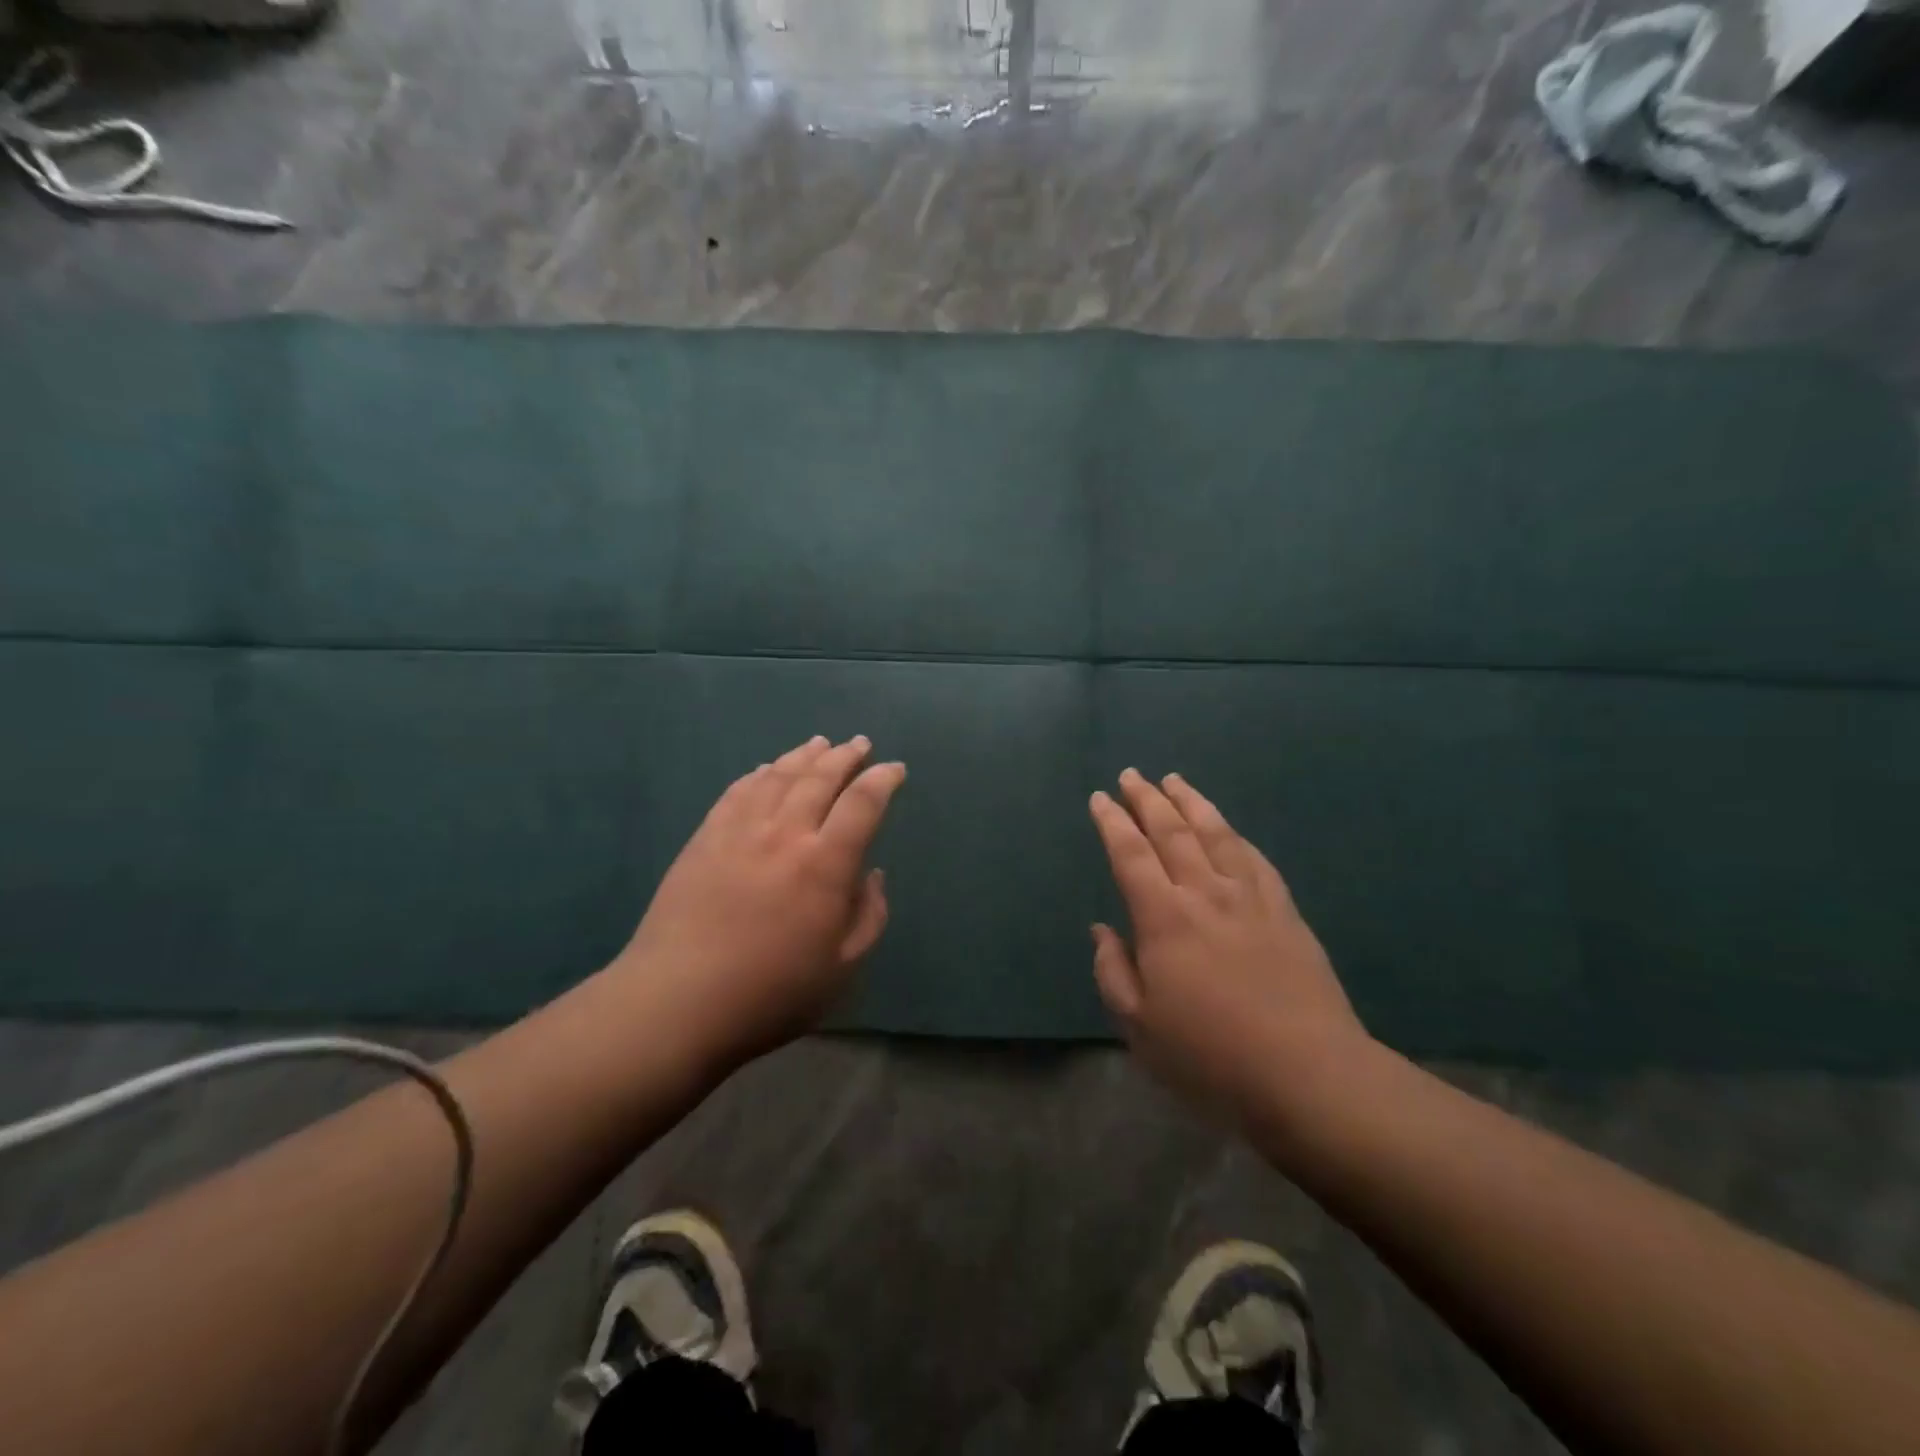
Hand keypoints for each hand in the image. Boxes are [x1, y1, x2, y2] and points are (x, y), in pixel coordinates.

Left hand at [613, 735, 905, 1072]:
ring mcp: (740, 831)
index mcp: (825, 864)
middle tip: (861, 744)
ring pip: (778, 776)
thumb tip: (871, 874)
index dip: (883, 780)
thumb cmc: (771, 993)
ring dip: (804, 755)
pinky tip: (766, 770)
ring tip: (820, 743)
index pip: (862, 803)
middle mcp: (785, 834)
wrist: (678, 1002)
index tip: (894, 770)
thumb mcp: (843, 968)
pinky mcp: (705, 839)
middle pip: (820, 777)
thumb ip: (869, 916)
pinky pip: (738, 792)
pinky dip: (759, 774)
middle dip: (846, 756)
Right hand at [1089, 768, 1369, 1126]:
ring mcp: (1251, 898)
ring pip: (1216, 833)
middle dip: (1148, 799)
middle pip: (1172, 831)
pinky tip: (1228, 829)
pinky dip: (1235, 835)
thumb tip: (1102, 929)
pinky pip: (1255, 858)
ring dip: (1191, 803)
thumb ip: (1113, 972)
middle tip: (1132, 775)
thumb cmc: (1211, 1056)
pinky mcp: (1285, 911)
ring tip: (1175, 781)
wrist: (1309, 1074)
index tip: (1100, 798)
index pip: (1130, 853)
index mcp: (1164, 918)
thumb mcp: (1140, 1027)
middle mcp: (1205, 893)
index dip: (1113, 822)